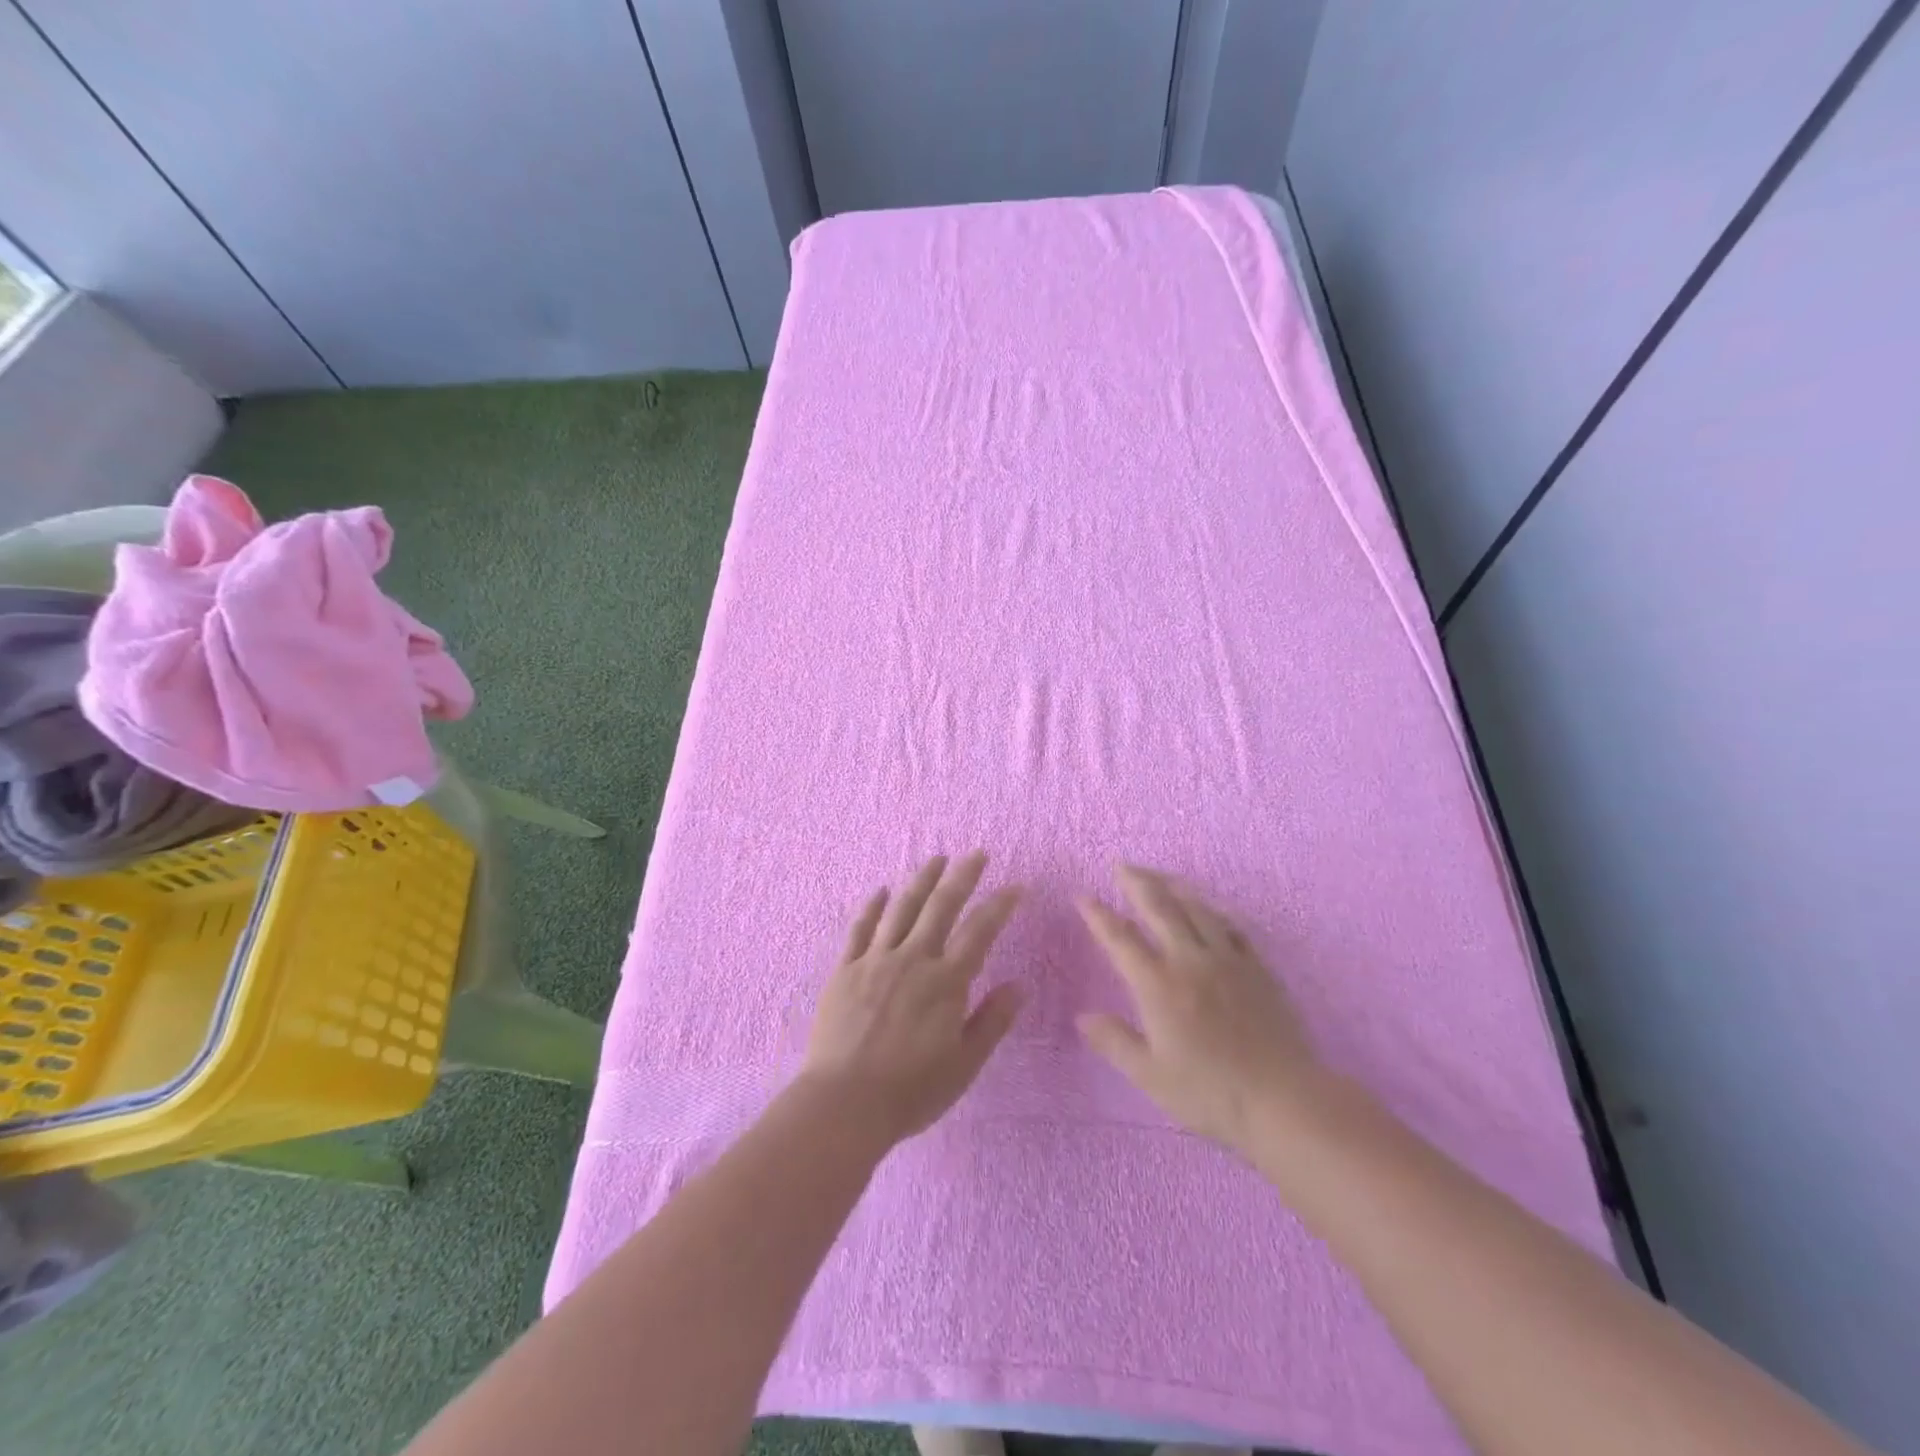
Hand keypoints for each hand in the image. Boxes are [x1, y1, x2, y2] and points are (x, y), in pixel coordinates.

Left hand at [801, 852, 1023, 1146]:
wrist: (844, 1103)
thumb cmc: (911, 1090)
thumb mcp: (964, 1064)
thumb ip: (992, 1020)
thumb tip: (1020, 984)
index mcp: (945, 982)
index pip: (979, 932)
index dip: (1000, 905)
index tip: (1016, 886)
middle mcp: (913, 959)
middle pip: (941, 906)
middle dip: (962, 876)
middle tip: (976, 854)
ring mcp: (875, 960)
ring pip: (901, 907)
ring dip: (921, 879)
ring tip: (935, 859)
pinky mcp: (844, 969)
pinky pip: (859, 928)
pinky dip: (871, 906)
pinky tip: (879, 890)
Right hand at [1077, 864, 1326, 1155]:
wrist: (1284, 1099)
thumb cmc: (1210, 1092)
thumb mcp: (1151, 1075)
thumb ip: (1115, 1042)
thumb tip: (1082, 1017)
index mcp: (1158, 984)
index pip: (1121, 938)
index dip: (1099, 915)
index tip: (1082, 896)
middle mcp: (1190, 960)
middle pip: (1159, 908)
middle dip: (1136, 882)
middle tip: (1121, 865)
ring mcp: (1227, 959)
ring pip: (1196, 908)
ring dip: (1173, 886)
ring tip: (1159, 875)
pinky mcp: (1257, 967)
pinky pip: (1230, 926)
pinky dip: (1212, 911)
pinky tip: (1208, 909)